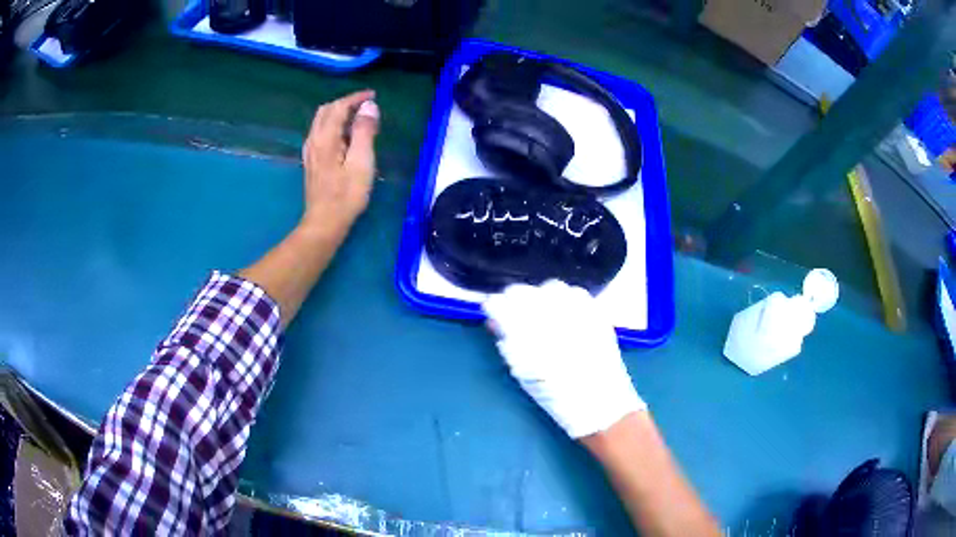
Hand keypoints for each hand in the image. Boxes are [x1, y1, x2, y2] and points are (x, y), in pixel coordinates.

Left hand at [300, 90, 379, 236]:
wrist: (324, 223)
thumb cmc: (346, 195)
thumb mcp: (361, 162)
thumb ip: (364, 131)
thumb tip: (368, 107)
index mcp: (326, 138)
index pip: (338, 107)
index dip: (355, 98)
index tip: (373, 96)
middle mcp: (313, 140)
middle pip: (326, 111)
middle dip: (346, 103)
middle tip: (366, 106)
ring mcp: (310, 152)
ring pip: (321, 121)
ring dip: (339, 114)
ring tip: (359, 119)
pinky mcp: (311, 162)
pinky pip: (320, 133)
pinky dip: (333, 126)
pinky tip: (345, 136)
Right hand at [483, 280, 645, 438]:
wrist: (600, 402)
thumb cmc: (555, 394)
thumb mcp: (522, 372)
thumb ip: (507, 342)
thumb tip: (495, 321)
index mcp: (525, 332)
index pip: (498, 303)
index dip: (494, 308)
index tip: (495, 315)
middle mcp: (549, 314)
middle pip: (521, 290)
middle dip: (515, 301)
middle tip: (516, 316)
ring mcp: (575, 308)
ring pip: (549, 287)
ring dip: (541, 297)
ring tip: (543, 314)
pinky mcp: (595, 310)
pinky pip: (575, 292)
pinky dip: (566, 298)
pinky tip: (565, 314)